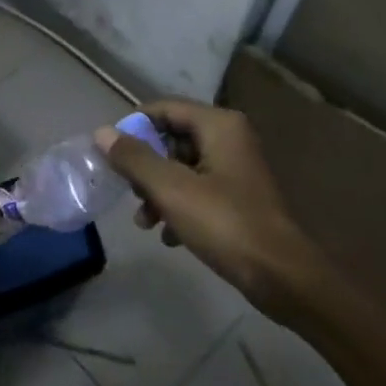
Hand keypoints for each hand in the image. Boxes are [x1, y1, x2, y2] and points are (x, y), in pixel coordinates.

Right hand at [94, 100, 315, 305]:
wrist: (282, 277)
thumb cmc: (225, 223)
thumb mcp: (171, 189)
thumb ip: (134, 158)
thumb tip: (102, 132)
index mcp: (218, 125)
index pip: (163, 109)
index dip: (133, 127)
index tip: (110, 154)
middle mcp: (230, 138)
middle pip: (172, 138)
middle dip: (145, 166)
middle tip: (130, 192)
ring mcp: (236, 169)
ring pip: (182, 168)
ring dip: (158, 191)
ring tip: (145, 222)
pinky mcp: (239, 198)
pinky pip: (198, 191)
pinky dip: (179, 207)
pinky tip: (169, 236)